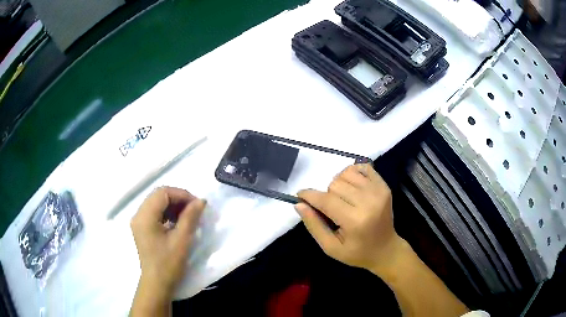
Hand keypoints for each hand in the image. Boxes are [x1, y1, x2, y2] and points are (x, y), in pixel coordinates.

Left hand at [131, 186, 205, 296]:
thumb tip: (201, 200)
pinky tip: (177, 222)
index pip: (163, 193)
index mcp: (145, 216)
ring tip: (187, 216)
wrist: (157, 284)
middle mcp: (138, 215)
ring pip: (156, 203)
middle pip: (158, 196)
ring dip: (173, 205)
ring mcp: (139, 222)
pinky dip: (167, 213)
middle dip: (178, 199)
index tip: (197, 204)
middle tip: (194, 209)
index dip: (181, 194)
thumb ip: (190, 217)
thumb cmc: (168, 264)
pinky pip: (154, 212)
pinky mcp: (142, 228)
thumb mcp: (182, 240)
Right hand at [295, 163, 402, 272]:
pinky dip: (353, 174)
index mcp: (355, 221)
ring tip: (343, 199)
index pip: (326, 201)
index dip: (309, 196)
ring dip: (339, 184)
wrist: (386, 249)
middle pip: (334, 184)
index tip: (300, 195)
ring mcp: (379, 191)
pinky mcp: (384, 185)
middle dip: (327, 195)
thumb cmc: (357, 253)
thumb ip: (314, 225)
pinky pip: (362, 167)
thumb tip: (299, 204)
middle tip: (332, 209)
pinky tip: (353, 188)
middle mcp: (369, 202)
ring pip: (346, 173)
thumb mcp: (331, 248)